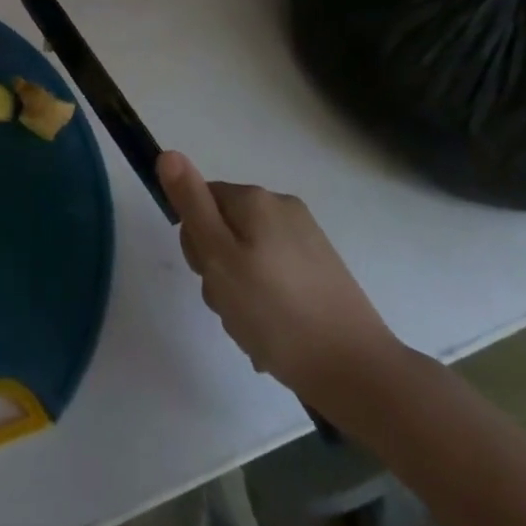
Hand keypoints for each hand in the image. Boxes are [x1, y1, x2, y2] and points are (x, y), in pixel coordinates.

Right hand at [156, 152, 403, 406]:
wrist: (357, 371)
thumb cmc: (276, 314)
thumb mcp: (219, 258)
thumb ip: (191, 204)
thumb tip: (168, 154)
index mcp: (255, 200)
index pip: (200, 202)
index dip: (196, 241)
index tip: (210, 276)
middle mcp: (282, 208)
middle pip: (224, 229)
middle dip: (218, 269)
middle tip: (232, 305)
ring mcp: (307, 239)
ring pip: (248, 256)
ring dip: (240, 291)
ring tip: (254, 329)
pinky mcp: (323, 270)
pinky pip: (275, 275)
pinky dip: (267, 301)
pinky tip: (274, 335)